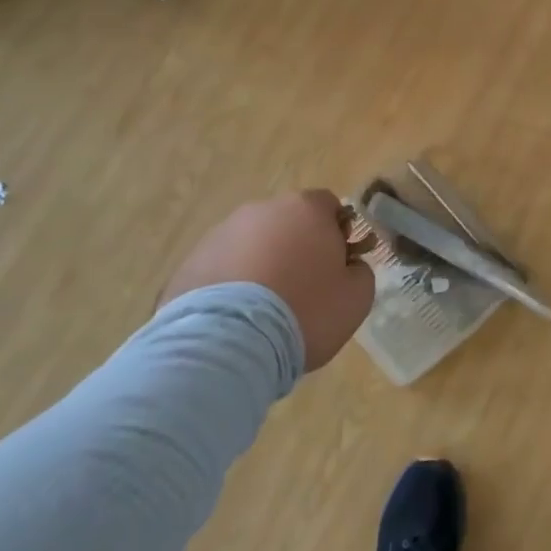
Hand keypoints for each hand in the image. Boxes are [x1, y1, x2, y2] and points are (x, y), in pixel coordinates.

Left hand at [158, 190, 373, 370]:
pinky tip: (237, 320)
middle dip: (297, 248)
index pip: (329, 206)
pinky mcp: (190, 263)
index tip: (338, 265)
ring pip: (252, 244)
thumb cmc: (306, 311)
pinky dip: (232, 285)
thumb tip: (348, 266)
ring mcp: (220, 234)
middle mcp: (261, 210)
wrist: (229, 343)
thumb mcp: (357, 297)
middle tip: (304, 290)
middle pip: (288, 223)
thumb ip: (360, 271)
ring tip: (265, 311)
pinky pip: (223, 268)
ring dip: (262, 266)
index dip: (338, 233)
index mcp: (305, 209)